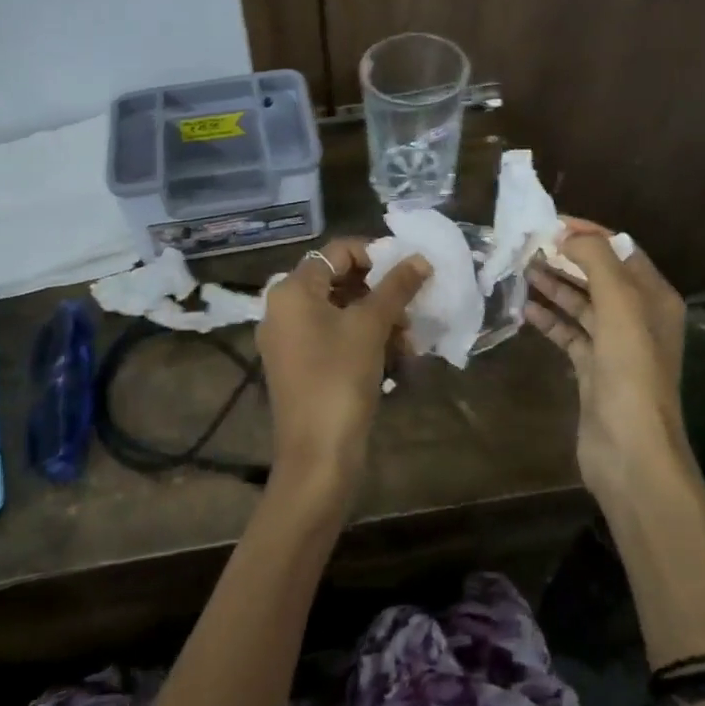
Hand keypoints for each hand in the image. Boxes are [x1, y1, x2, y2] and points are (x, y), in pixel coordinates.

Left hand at [257, 238, 431, 513]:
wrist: (316, 454)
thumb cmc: (340, 378)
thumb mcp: (371, 327)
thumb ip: (396, 287)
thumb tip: (420, 258)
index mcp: (292, 290)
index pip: (337, 251)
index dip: (376, 254)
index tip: (409, 271)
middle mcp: (283, 308)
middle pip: (339, 280)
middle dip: (381, 292)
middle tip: (412, 307)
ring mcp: (289, 339)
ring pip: (341, 311)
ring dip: (378, 318)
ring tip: (409, 339)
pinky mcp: (300, 365)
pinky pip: (334, 337)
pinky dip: (364, 339)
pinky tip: (396, 357)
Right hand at [525, 220, 691, 502]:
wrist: (630, 450)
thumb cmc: (630, 372)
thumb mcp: (619, 305)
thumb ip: (596, 261)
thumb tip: (569, 235)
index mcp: (654, 297)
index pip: (620, 249)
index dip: (587, 232)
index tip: (548, 222)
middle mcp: (638, 317)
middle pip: (598, 275)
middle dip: (566, 257)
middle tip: (526, 245)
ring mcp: (615, 345)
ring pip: (581, 303)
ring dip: (554, 285)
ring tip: (520, 269)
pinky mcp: (592, 369)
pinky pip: (569, 333)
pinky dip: (549, 319)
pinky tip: (524, 309)